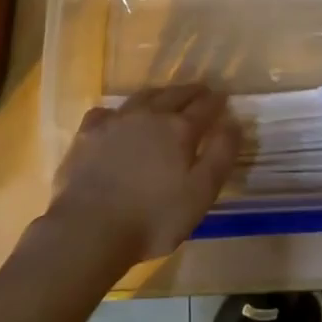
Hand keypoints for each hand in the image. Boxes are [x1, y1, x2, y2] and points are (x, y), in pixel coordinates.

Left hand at [45, 85, 241, 267]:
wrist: (89, 230)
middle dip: (191, 92)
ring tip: (166, 97)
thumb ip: (221, 155)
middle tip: (200, 91)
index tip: (223, 97)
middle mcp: (149, 115)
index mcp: (179, 129)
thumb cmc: (153, 218)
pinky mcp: (87, 134)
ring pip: (142, 97)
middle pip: (175, 95)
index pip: (205, 107)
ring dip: (159, 94)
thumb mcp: (201, 193)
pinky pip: (106, 112)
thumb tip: (234, 122)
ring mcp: (115, 122)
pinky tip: (116, 119)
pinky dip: (118, 112)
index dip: (216, 101)